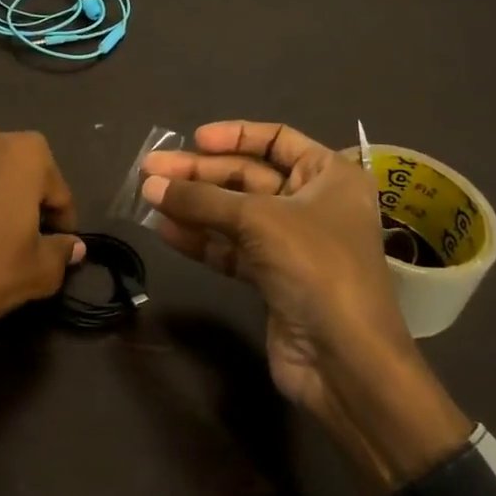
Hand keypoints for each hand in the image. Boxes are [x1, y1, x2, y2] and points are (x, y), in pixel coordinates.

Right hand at [142, 121, 471, 492]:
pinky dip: (201, 239)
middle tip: (151, 170)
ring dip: (194, 206)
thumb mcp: (258, 221)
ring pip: (234, 214)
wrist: (346, 361)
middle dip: (200, 173)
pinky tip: (167, 231)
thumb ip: (201, 200)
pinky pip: (231, 248)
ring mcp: (292, 243)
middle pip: (248, 176)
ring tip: (149, 197)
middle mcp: (313, 203)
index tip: (193, 138)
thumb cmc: (316, 268)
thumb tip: (149, 185)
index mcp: (330, 176)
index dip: (234, 135)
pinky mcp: (273, 278)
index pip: (277, 139)